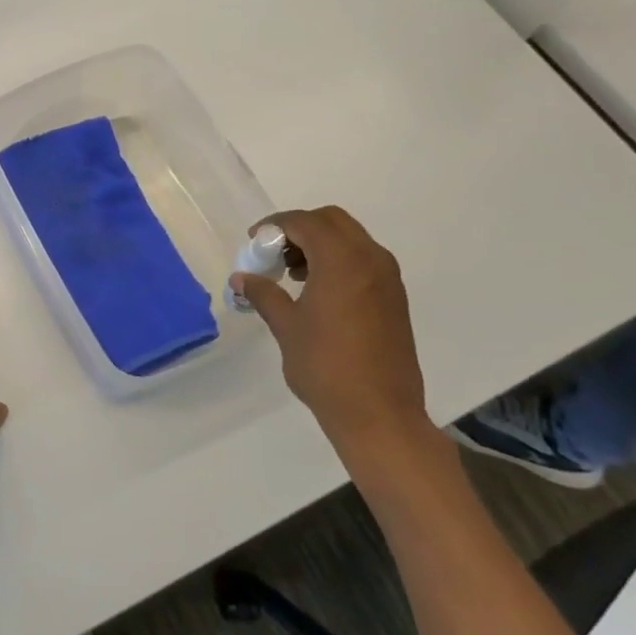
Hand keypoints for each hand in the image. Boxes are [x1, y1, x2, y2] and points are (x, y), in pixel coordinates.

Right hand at [230, 207, 429, 462]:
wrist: (379, 414)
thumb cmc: (325, 366)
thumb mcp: (286, 326)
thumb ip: (263, 294)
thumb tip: (241, 278)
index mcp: (342, 260)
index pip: (304, 222)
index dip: (274, 226)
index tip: (254, 244)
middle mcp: (370, 259)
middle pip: (332, 221)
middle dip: (299, 229)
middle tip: (274, 253)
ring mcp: (387, 278)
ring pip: (351, 239)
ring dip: (320, 244)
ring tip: (293, 274)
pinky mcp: (394, 298)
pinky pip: (363, 260)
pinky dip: (339, 261)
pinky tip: (318, 292)